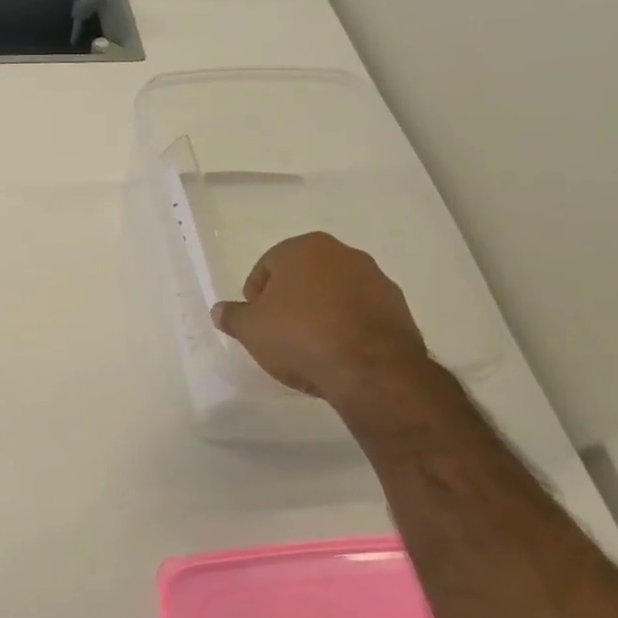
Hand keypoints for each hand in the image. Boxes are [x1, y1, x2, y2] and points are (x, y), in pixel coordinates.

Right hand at [210, 233, 429, 407]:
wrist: (372, 369)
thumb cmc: (301, 337)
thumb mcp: (251, 330)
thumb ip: (232, 316)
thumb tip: (219, 310)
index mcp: (304, 248)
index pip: (267, 266)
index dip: (255, 296)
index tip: (256, 322)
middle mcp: (343, 254)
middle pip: (303, 276)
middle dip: (289, 300)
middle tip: (279, 332)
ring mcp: (375, 278)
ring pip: (333, 292)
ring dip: (320, 311)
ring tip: (310, 345)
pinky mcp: (398, 306)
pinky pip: (360, 311)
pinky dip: (347, 325)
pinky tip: (338, 351)